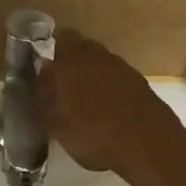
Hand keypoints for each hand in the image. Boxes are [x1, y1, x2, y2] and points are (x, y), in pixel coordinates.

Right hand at [36, 30, 185, 183]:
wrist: (148, 144)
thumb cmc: (94, 136)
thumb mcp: (57, 127)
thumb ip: (43, 101)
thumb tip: (37, 82)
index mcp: (69, 64)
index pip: (56, 41)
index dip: (48, 51)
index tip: (41, 68)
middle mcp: (95, 57)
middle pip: (79, 45)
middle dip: (68, 57)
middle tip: (60, 80)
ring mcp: (120, 66)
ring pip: (99, 59)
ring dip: (90, 70)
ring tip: (83, 95)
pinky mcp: (139, 80)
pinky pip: (116, 74)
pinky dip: (108, 83)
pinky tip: (106, 104)